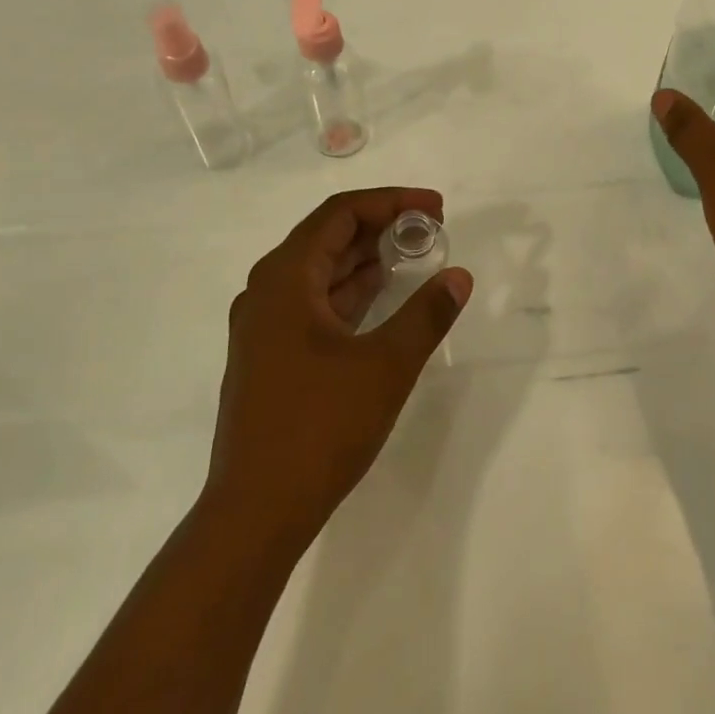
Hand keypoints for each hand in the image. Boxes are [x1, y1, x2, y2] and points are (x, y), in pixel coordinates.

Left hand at [203, 188, 472, 554]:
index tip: (436, 209)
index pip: (341, 214)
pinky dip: (351, 292)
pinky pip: (315, 303)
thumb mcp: (386, 365)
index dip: (392, 201)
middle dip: (382, 226)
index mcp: (285, 279)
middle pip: (328, 237)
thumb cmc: (320, 426)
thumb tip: (458, 276)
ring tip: (415, 256)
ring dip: (366, 259)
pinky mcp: (271, 356)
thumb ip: (427, 314)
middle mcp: (267, 292)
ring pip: (321, 272)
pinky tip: (383, 297)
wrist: (256, 512)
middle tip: (431, 230)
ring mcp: (264, 326)